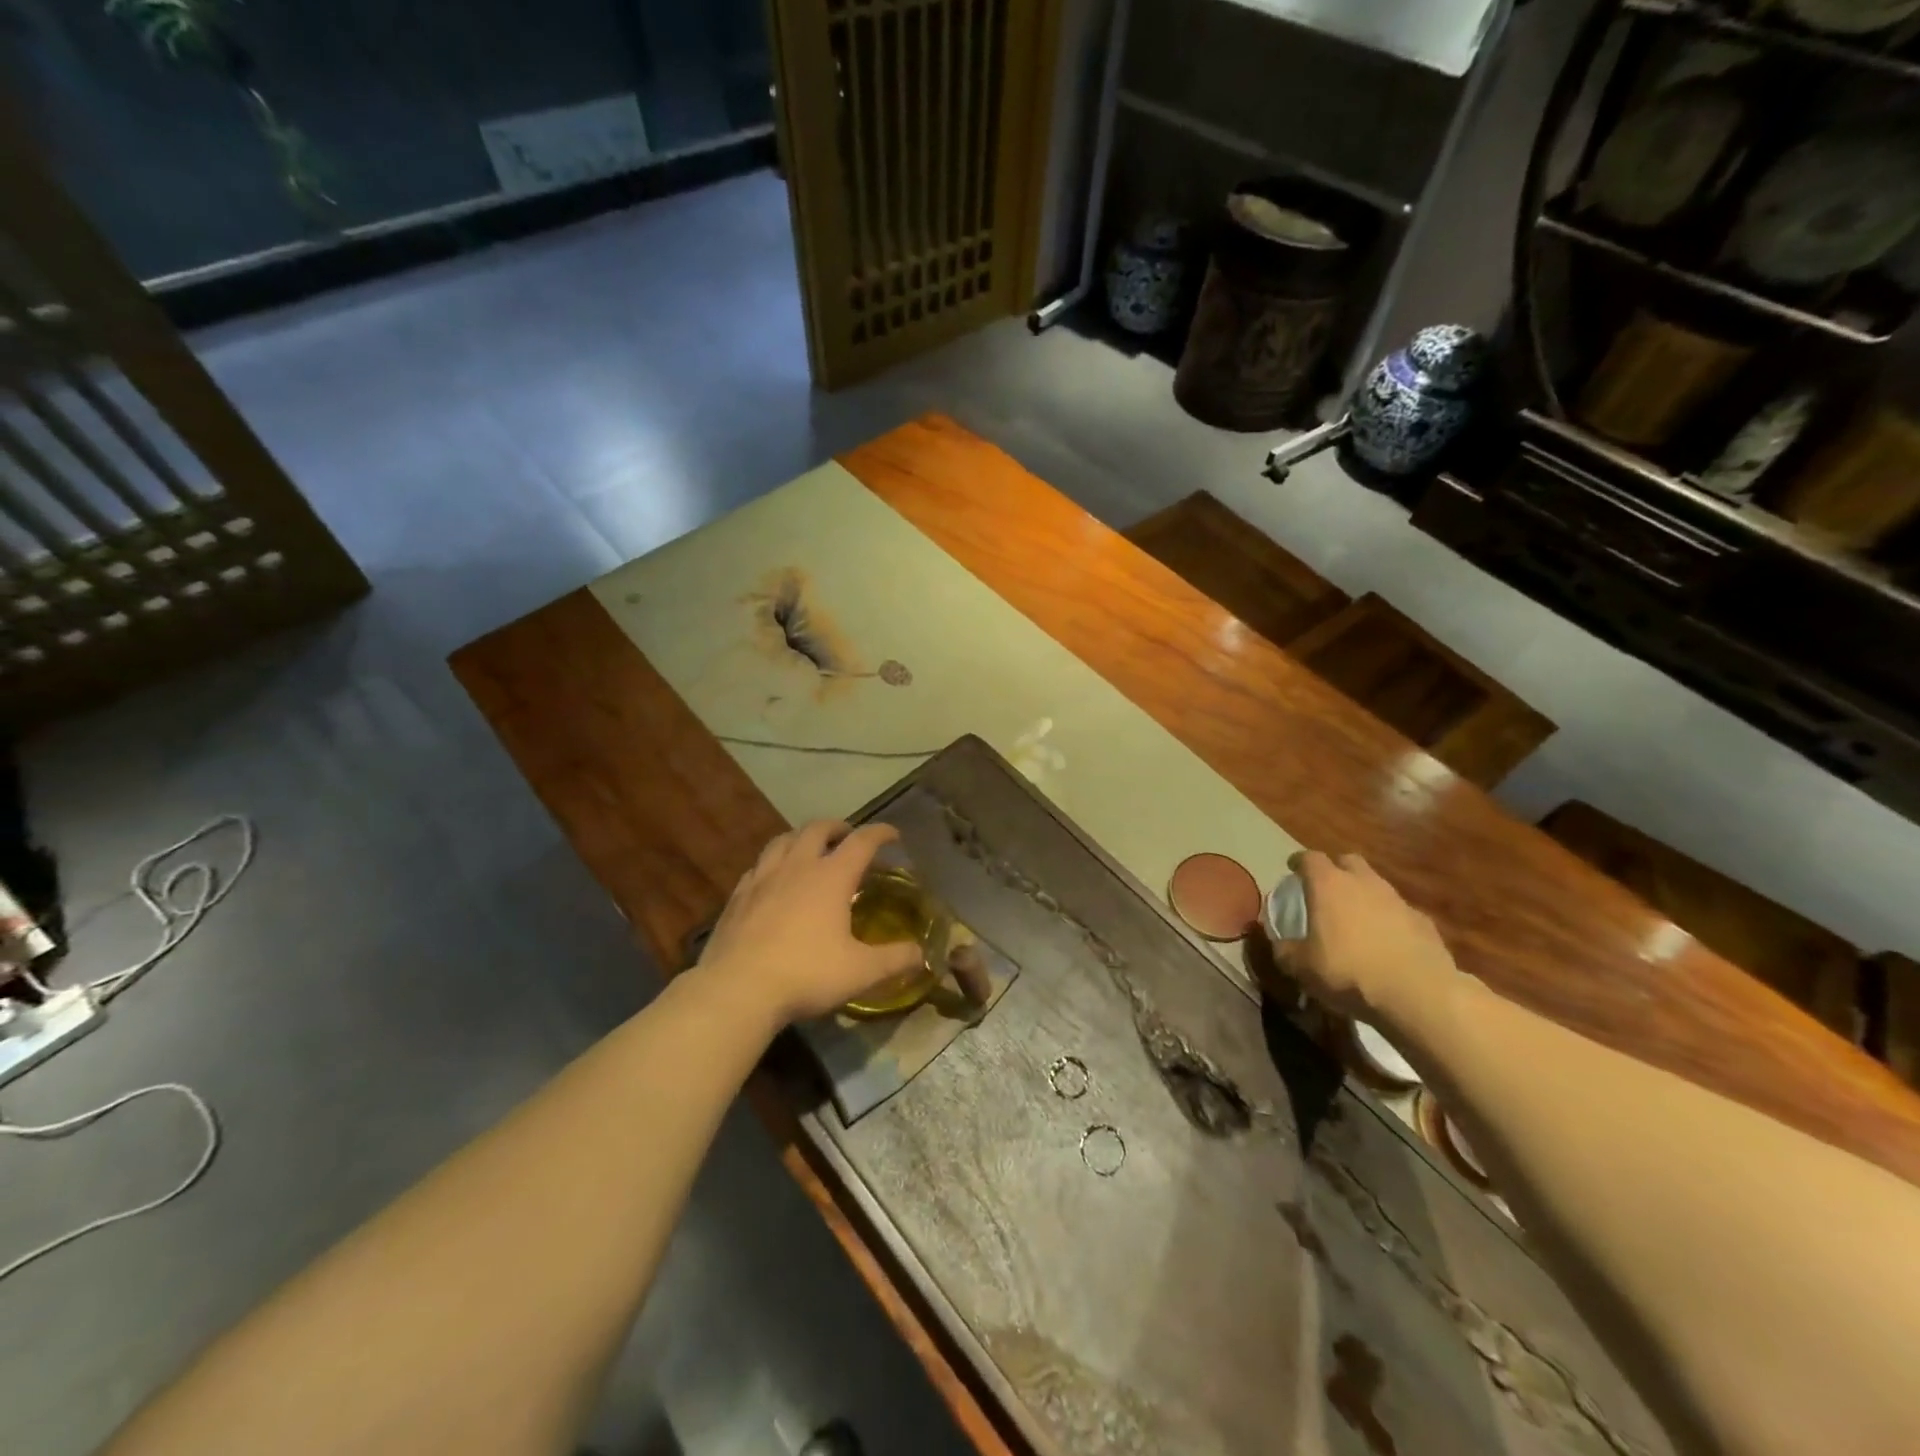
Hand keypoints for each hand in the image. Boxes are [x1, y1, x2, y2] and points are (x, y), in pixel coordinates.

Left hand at [695, 820, 925, 1026]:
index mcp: (831, 877)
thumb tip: (923, 954)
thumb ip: (895, 959)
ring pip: (782, 840)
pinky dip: (773, 862)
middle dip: (838, 827)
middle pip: (818, 829)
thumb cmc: (806, 974)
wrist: (737, 989)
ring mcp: (762, 878)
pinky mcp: (737, 896)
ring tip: (809, 848)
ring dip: (801, 837)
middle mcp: (797, 867)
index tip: (893, 834)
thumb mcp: (861, 971)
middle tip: (848, 837)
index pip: (862, 841)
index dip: (880, 833)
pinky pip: (758, 866)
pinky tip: (773, 879)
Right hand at [1267, 850, 1461, 1029]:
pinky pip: (1400, 912)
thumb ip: (1285, 950)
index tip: (1292, 869)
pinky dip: (1390, 920)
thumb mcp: (1301, 967)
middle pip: (1348, 861)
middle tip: (1326, 889)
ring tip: (1356, 919)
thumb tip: (1279, 943)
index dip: (1299, 862)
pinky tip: (1387, 943)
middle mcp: (1364, 883)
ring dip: (1364, 895)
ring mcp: (1398, 900)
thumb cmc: (1349, 971)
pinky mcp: (1424, 922)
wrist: (1419, 994)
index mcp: (1329, 885)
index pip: (1310, 858)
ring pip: (1376, 885)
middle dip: (1336, 869)